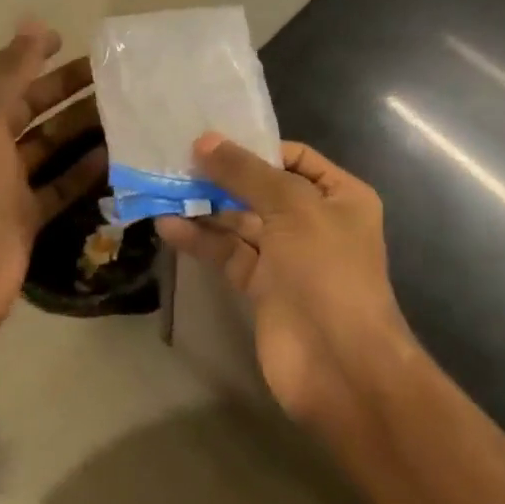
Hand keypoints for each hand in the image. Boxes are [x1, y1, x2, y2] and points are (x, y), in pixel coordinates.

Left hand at [0, 20, 106, 339]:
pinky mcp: (25, 214)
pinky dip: (83, 170)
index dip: (27, 53)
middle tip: (110, 76)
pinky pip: (59, 184)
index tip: (67, 40)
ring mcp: (5, 183)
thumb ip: (11, 71)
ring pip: (48, 144)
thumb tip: (34, 24)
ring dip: (79, 127)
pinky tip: (114, 157)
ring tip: (122, 112)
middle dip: (63, 87)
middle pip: (28, 106)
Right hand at [157, 135, 416, 425]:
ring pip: (242, 222)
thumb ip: (246, 173)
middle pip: (264, 188)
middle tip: (177, 159)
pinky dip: (202, 240)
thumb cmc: (326, 269)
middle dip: (224, 176)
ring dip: (207, 207)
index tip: (211, 139)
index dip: (256, 147)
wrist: (339, 364)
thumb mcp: (291, 207)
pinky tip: (169, 226)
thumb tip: (206, 140)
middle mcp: (315, 221)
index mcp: (340, 195)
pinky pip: (230, 254)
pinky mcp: (263, 287)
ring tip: (164, 189)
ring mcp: (288, 256)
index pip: (294, 158)